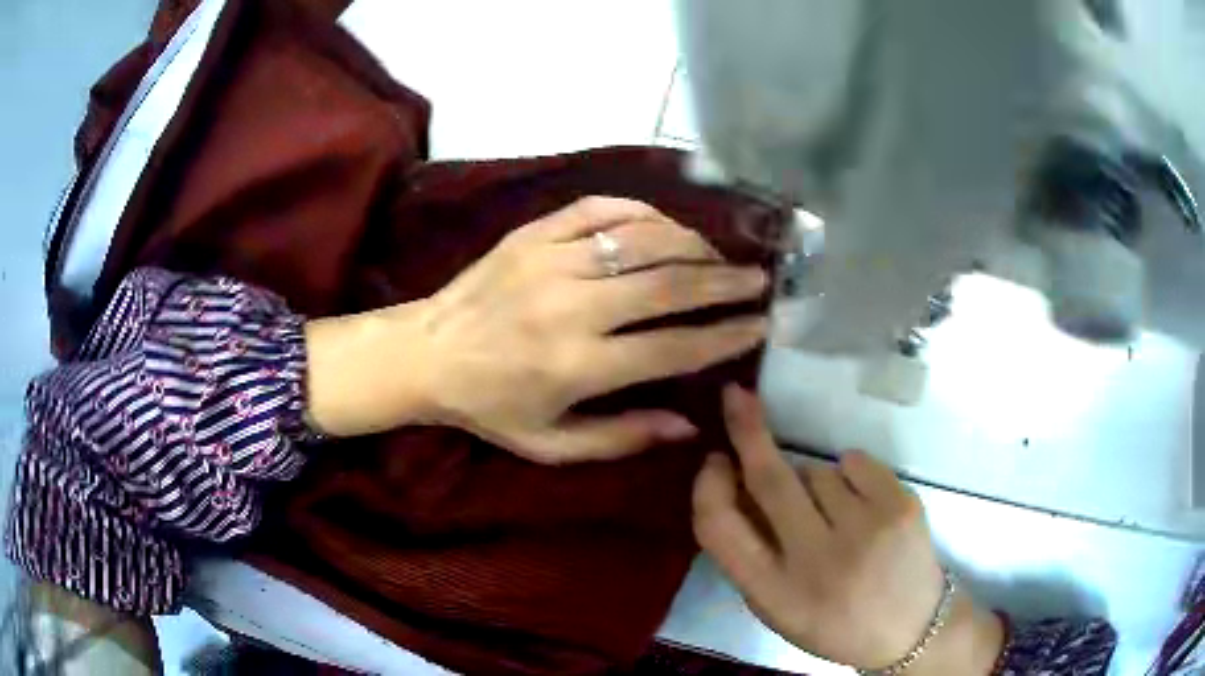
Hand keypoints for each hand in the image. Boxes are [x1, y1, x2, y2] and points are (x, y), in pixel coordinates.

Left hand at [306, 197, 767, 462]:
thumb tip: (690, 424)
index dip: (724, 336)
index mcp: (576, 366)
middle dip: (723, 281)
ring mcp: (549, 261)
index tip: (760, 326)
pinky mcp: (532, 233)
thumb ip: (622, 437)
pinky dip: (641, 212)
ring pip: (640, 239)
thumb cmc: (489, 407)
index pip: (672, 347)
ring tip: (719, 254)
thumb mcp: (550, 444)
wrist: (425, 354)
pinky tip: (664, 225)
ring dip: (690, 244)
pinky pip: (599, 210)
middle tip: (758, 279)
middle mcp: (570, 307)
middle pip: (667, 284)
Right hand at [692, 386, 1004, 673]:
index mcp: (774, 593)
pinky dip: (849, 474)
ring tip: (836, 516)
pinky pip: (853, 461)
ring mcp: (864, 530)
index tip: (714, 461)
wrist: (910, 628)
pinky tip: (862, 506)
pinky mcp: (900, 505)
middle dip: (748, 430)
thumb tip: (733, 480)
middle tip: (737, 397)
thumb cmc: (834, 621)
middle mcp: (816, 561)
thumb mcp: (778, 607)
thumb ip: (750, 553)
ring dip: (812, 480)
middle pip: (769, 479)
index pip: (719, 528)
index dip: (708, 486)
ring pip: (816, 469)